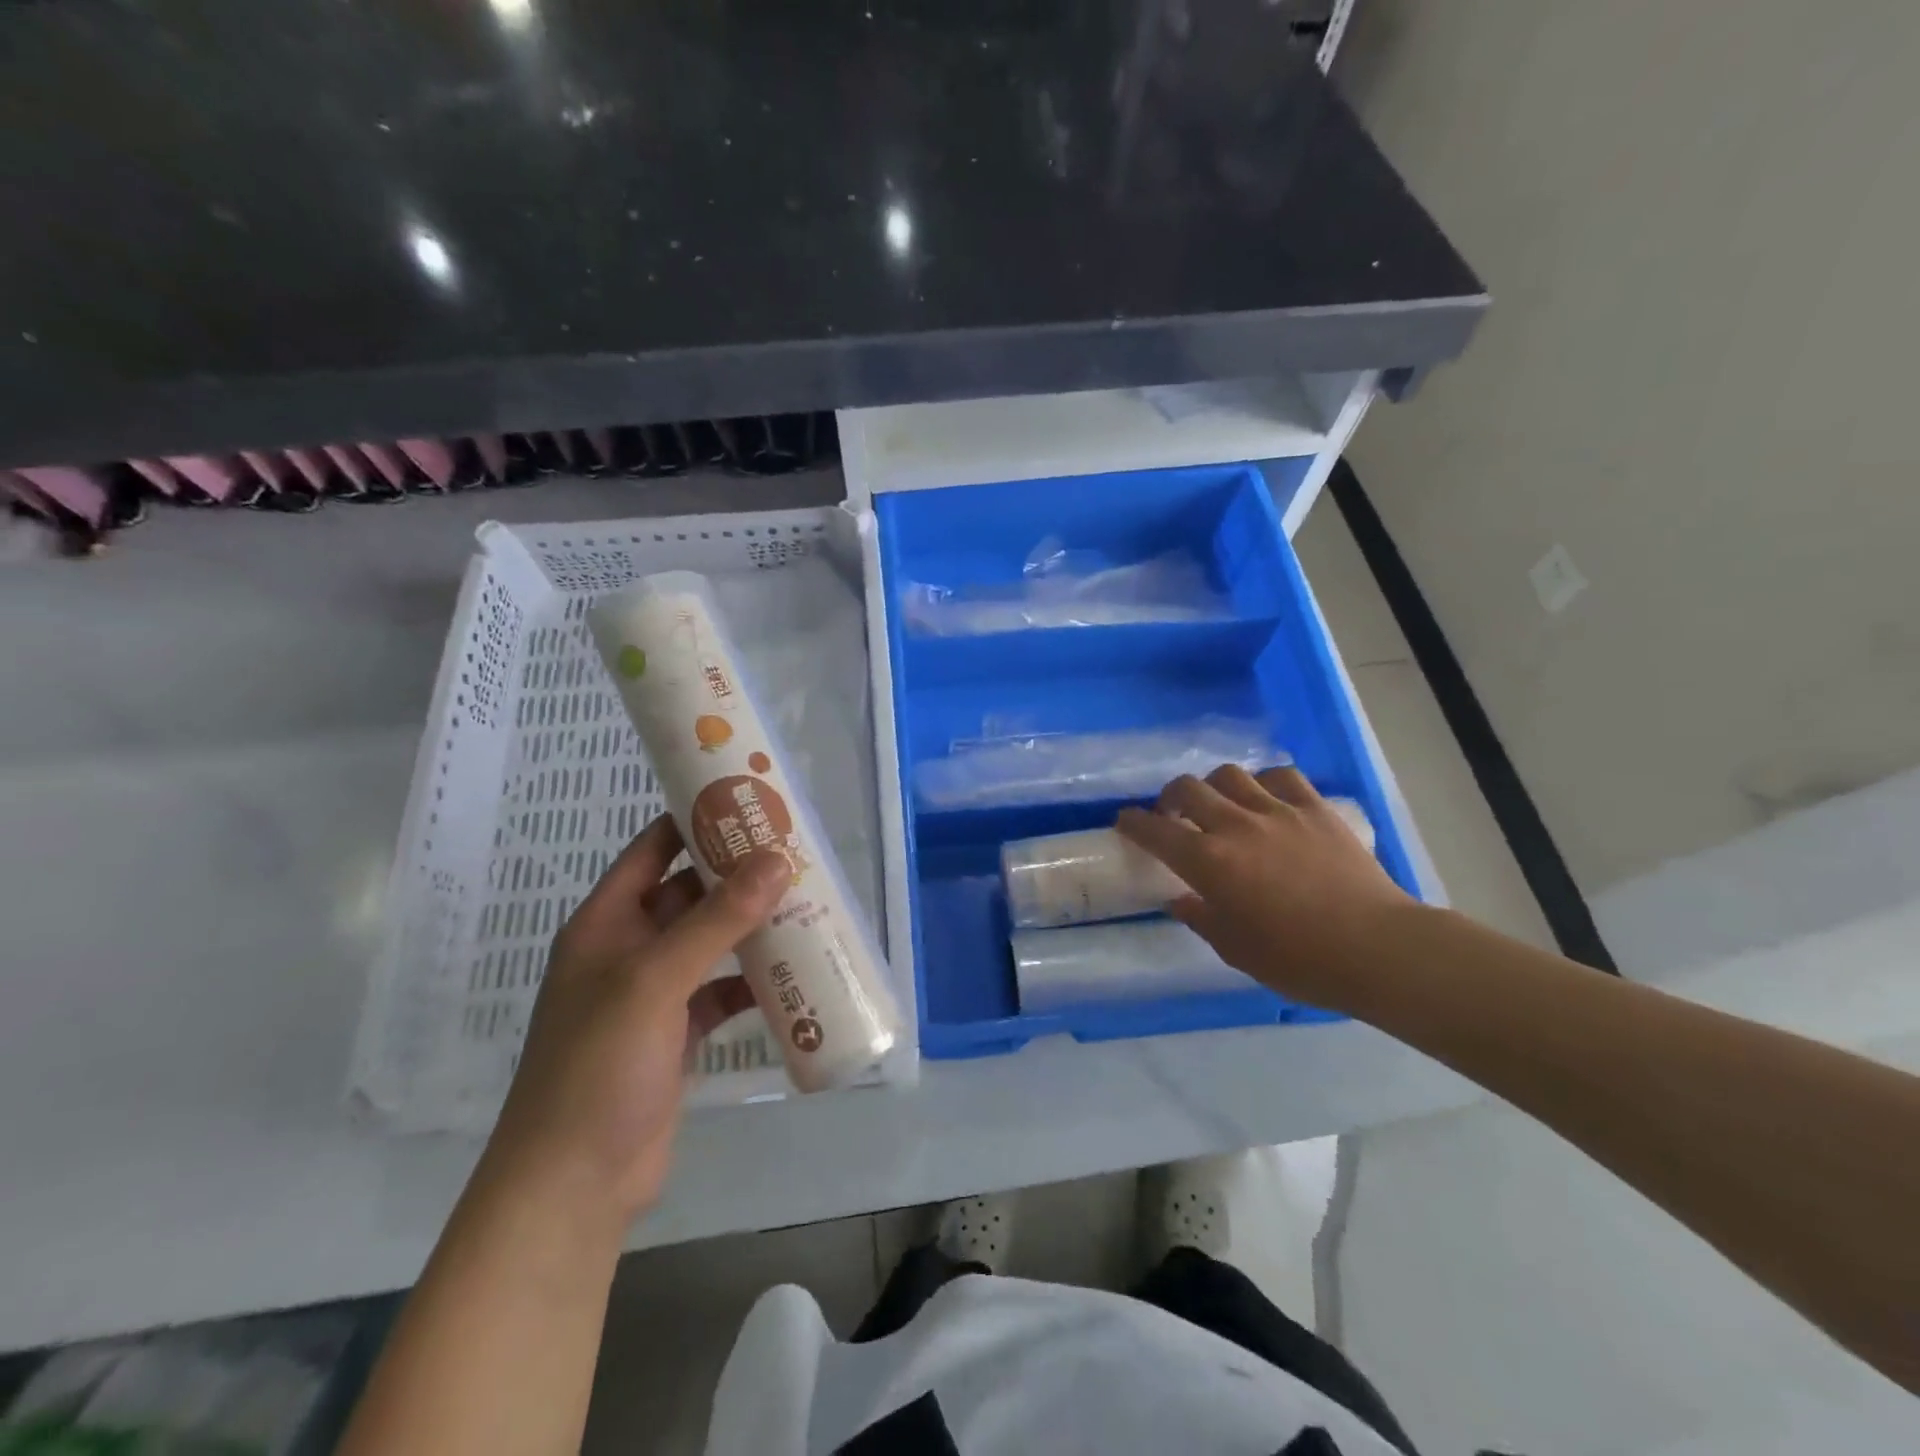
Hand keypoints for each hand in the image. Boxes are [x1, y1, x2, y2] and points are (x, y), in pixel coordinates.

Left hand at [478, 816, 786, 1228]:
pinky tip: (793, 973)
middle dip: (739, 873)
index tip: (751, 801)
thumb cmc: (598, 1066)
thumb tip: (777, 860)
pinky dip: (753, 980)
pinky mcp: (678, 1033)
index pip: (653, 849)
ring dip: (752, 925)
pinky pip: (722, 990)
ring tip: (807, 902)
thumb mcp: (655, 981)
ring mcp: (654, 994)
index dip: (696, 819)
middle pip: (689, 893)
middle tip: (797, 852)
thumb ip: (716, 920)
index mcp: (607, 923)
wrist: (573, 1185)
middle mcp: (629, 949)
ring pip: (711, 941)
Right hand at [1116, 764, 1415, 1012]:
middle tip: (1173, 814)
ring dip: (1215, 786)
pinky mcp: (1315, 808)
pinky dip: (1265, 782)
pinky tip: (1267, 799)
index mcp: (1209, 862)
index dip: (1133, 823)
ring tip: (1221, 804)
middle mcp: (1235, 826)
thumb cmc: (1299, 960)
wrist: (1377, 948)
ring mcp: (1278, 811)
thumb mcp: (1236, 950)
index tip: (1125, 822)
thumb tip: (1181, 901)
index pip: (1154, 831)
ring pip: (1230, 774)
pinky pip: (1282, 776)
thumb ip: (1201, 918)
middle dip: (1170, 797)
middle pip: (1187, 788)